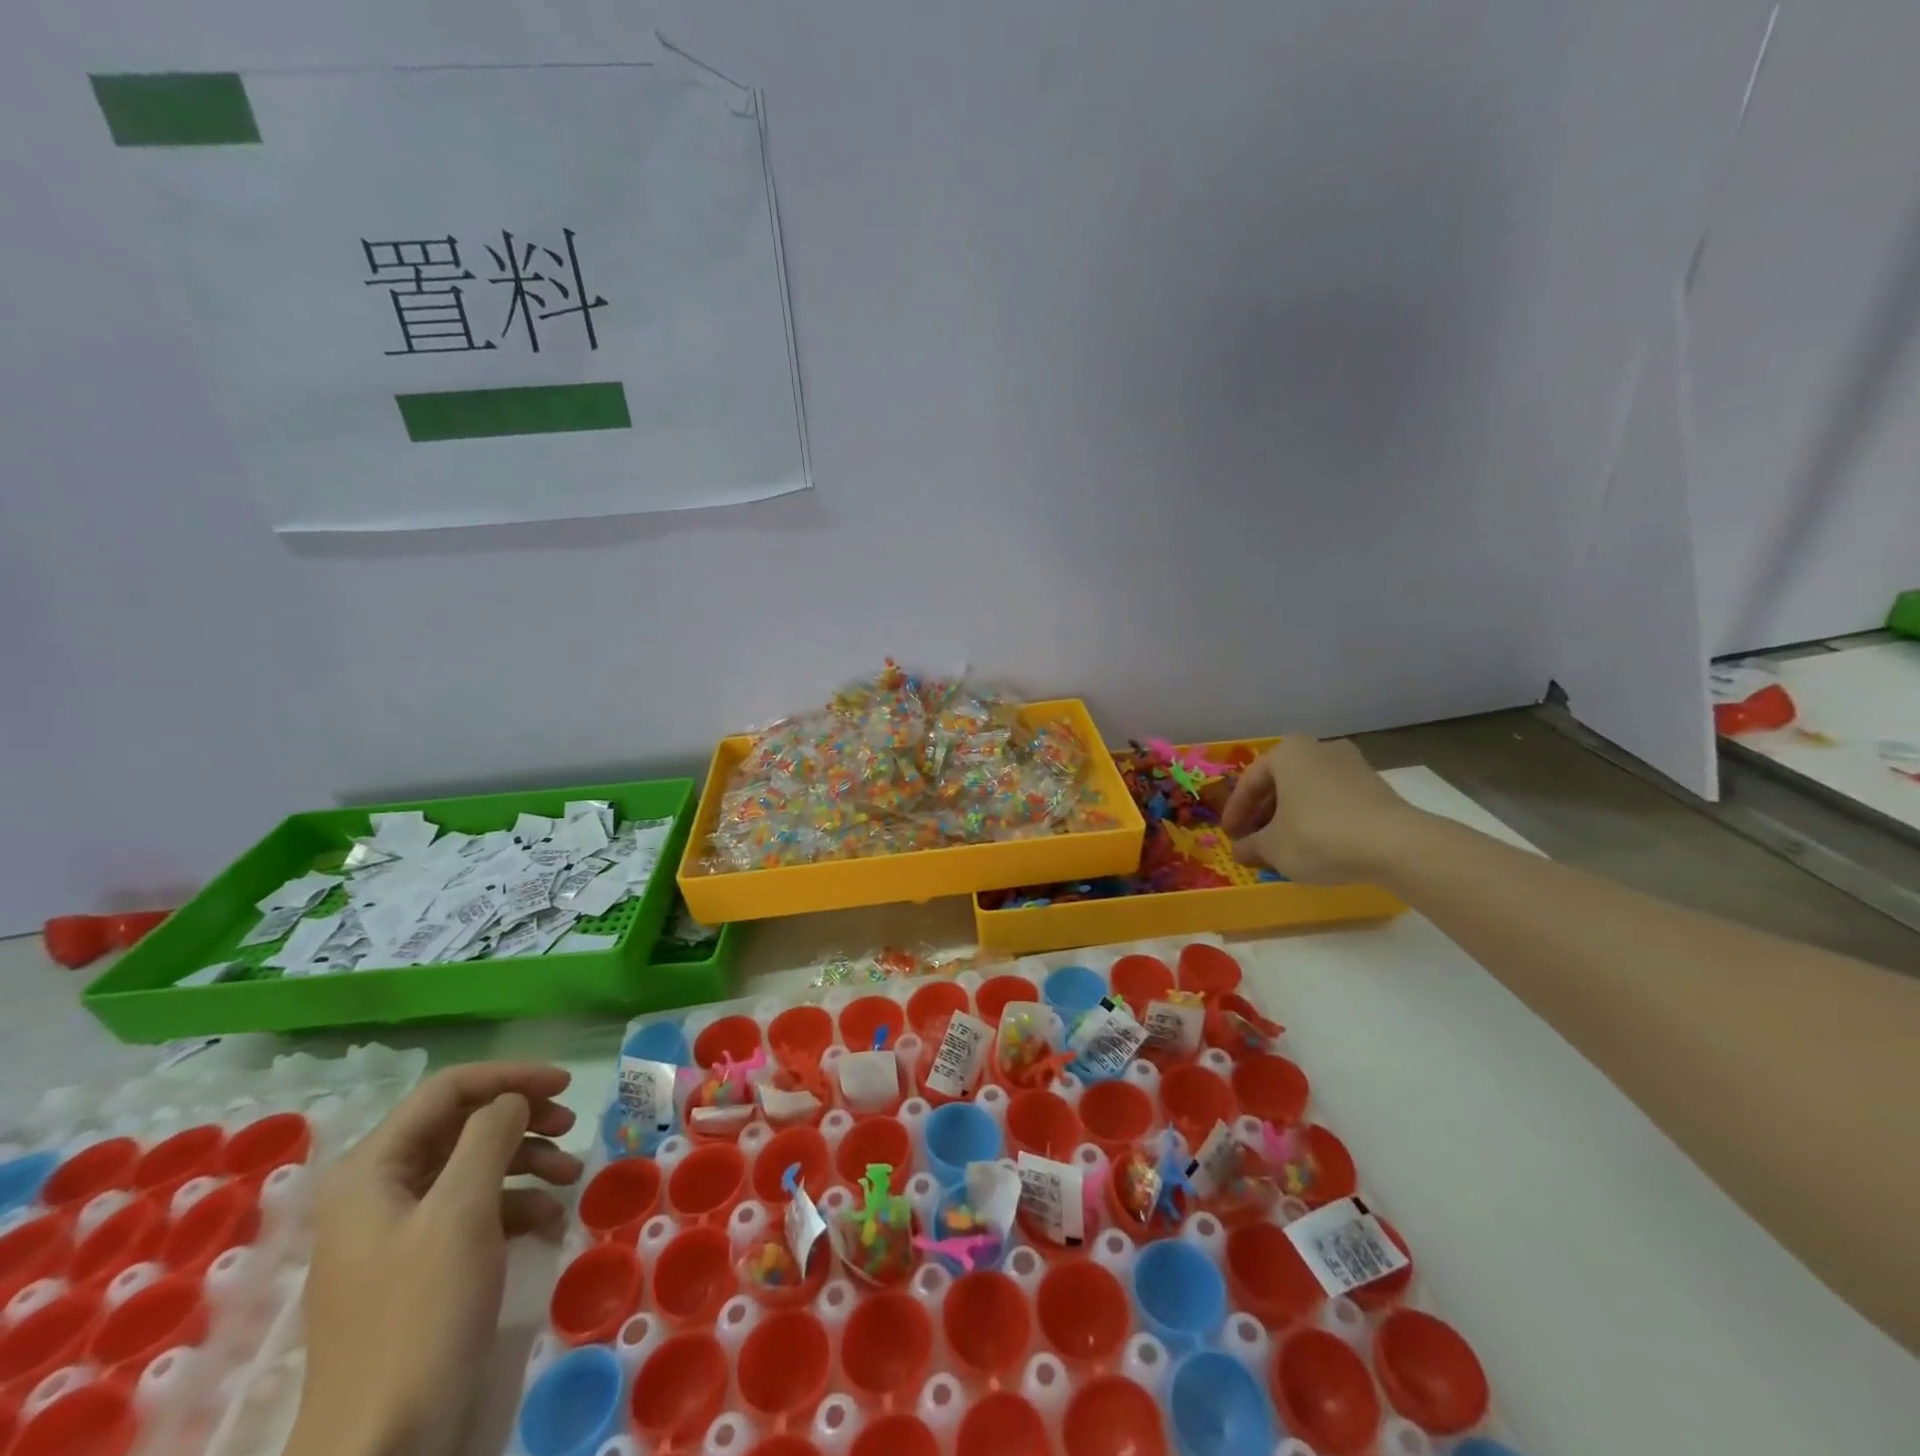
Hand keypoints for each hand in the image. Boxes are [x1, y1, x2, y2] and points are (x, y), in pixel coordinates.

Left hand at [286, 1063, 582, 1455]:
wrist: (383, 1443)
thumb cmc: (420, 1313)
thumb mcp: (461, 1212)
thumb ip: (489, 1136)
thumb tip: (513, 1099)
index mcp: (372, 1170)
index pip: (447, 1090)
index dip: (510, 1077)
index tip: (566, 1084)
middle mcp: (380, 1190)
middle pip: (462, 1125)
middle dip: (523, 1119)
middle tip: (572, 1125)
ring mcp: (399, 1231)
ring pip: (474, 1165)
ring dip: (528, 1161)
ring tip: (572, 1176)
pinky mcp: (421, 1266)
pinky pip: (475, 1209)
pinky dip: (516, 1204)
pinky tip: (549, 1221)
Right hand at [1221, 737, 1420, 883]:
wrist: (1396, 845)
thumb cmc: (1319, 835)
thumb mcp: (1273, 847)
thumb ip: (1251, 846)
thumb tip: (1240, 850)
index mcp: (1287, 752)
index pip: (1249, 783)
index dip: (1235, 813)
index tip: (1229, 836)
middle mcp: (1319, 749)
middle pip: (1280, 783)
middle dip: (1263, 813)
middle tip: (1253, 839)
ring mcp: (1352, 765)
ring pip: (1307, 791)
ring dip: (1290, 816)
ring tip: (1283, 845)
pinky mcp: (1376, 787)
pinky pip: (1333, 801)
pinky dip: (1317, 819)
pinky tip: (1315, 844)